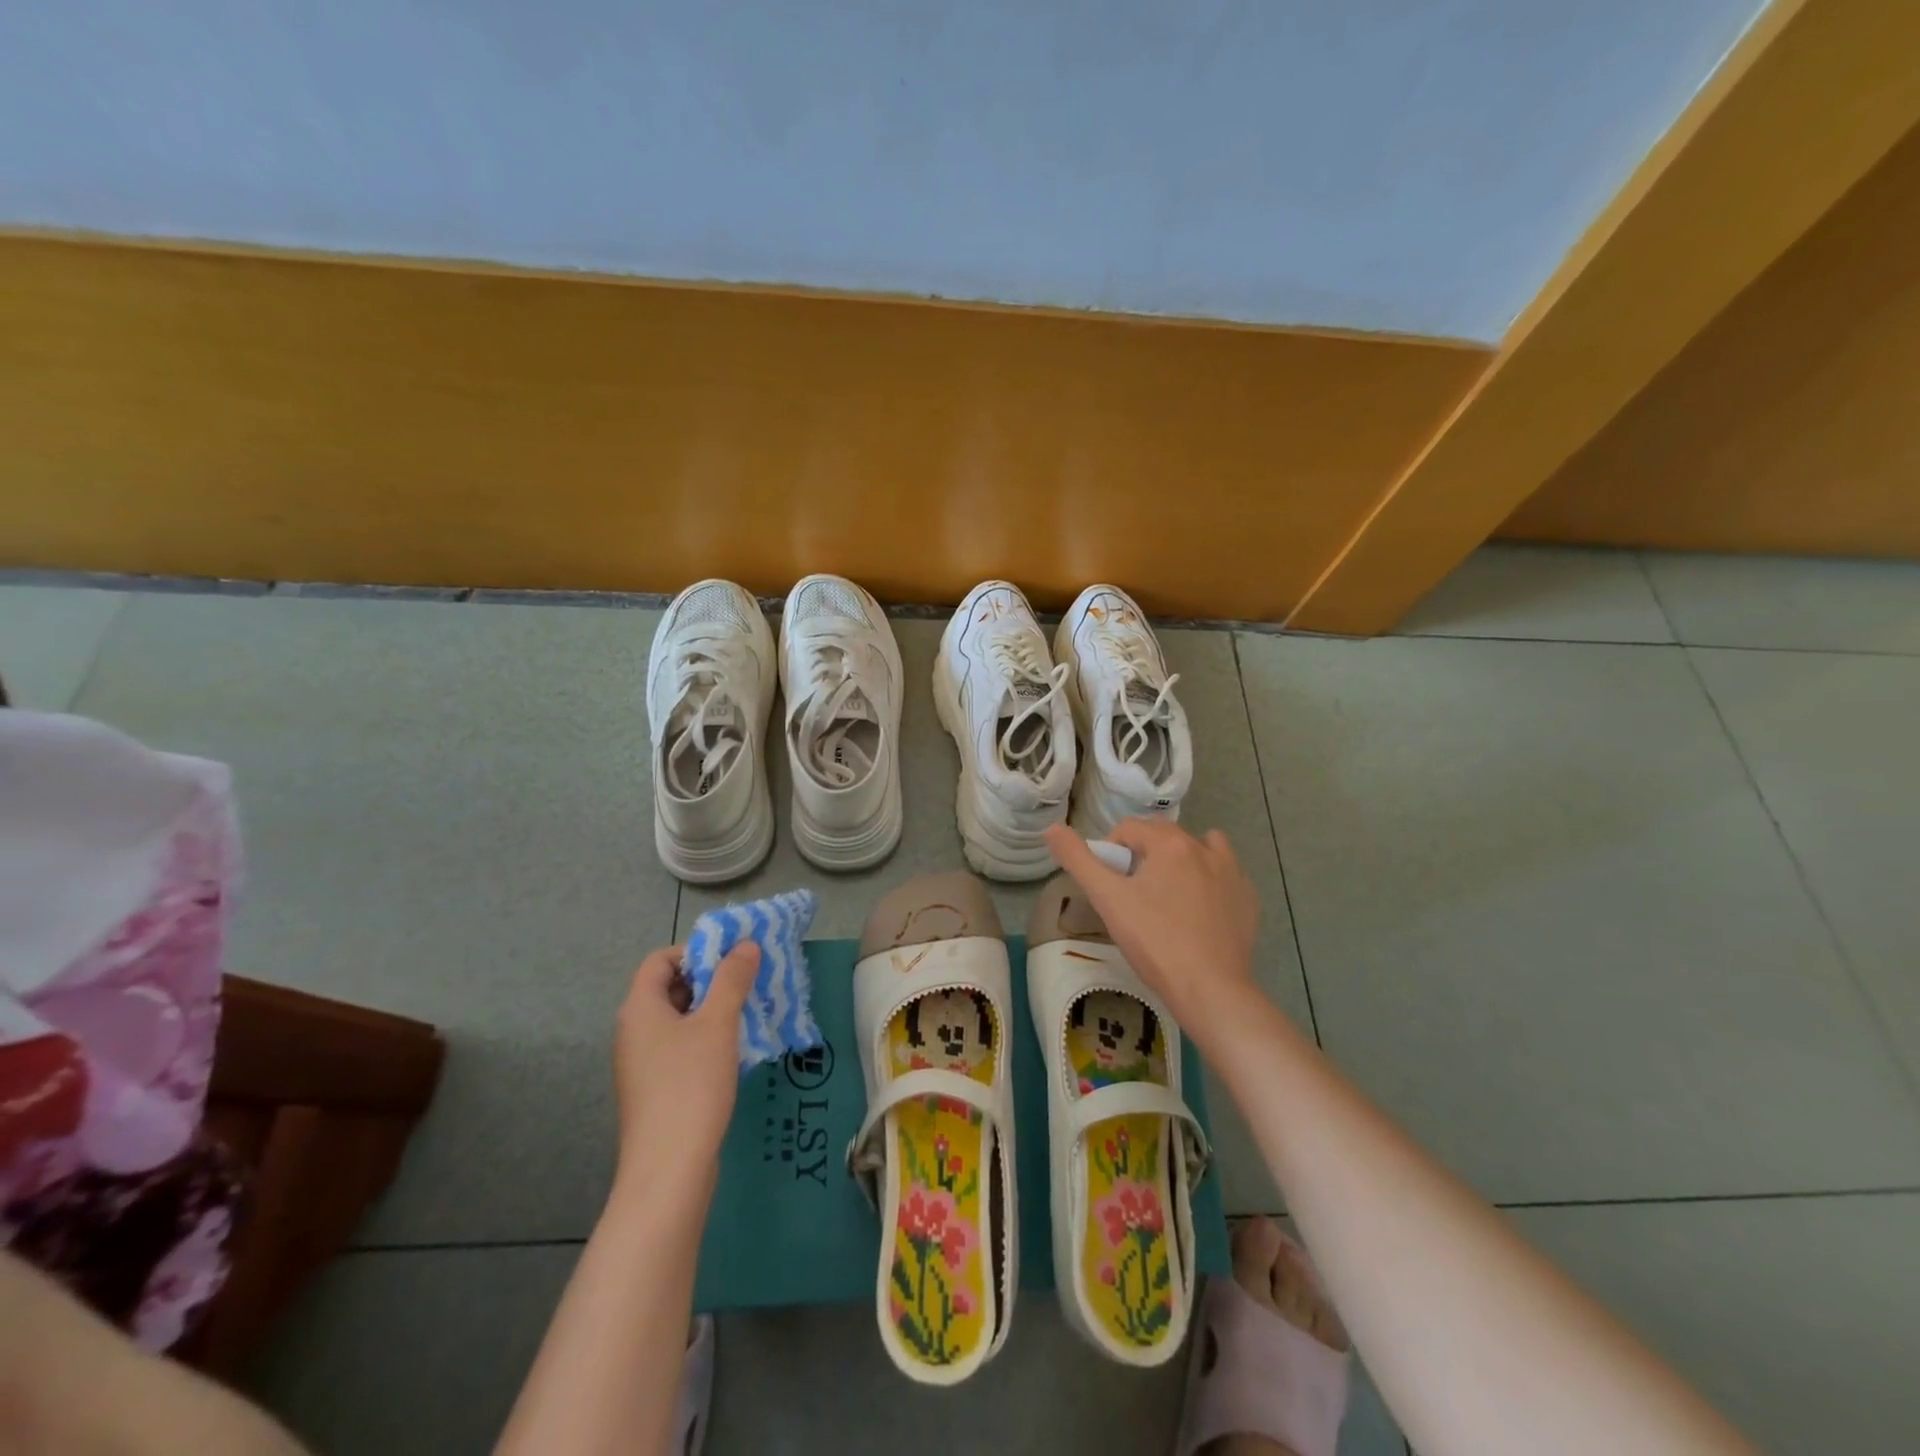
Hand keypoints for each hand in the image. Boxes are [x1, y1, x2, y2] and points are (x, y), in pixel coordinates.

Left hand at [613, 942, 760, 1190]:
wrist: (669, 1169)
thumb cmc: (690, 1085)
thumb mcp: (718, 1023)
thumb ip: (732, 979)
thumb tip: (745, 944)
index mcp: (639, 1009)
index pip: (660, 960)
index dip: (694, 951)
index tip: (732, 957)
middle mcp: (634, 1031)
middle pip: (670, 988)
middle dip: (710, 979)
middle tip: (749, 979)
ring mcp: (642, 1064)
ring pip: (679, 1019)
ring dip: (713, 1009)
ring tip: (750, 1010)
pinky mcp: (656, 1089)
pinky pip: (681, 1047)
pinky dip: (707, 1038)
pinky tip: (736, 1049)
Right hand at [1044, 819, 1261, 1041]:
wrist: (1211, 991)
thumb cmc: (1154, 941)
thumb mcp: (1108, 899)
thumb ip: (1078, 860)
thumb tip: (1052, 828)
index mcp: (1170, 843)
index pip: (1129, 829)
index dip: (1110, 852)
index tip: (1107, 885)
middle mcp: (1205, 848)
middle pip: (1164, 836)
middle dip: (1143, 855)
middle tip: (1131, 895)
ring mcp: (1233, 874)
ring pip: (1201, 849)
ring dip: (1182, 860)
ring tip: (1168, 895)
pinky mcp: (1248, 901)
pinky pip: (1225, 877)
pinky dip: (1209, 883)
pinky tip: (1198, 912)